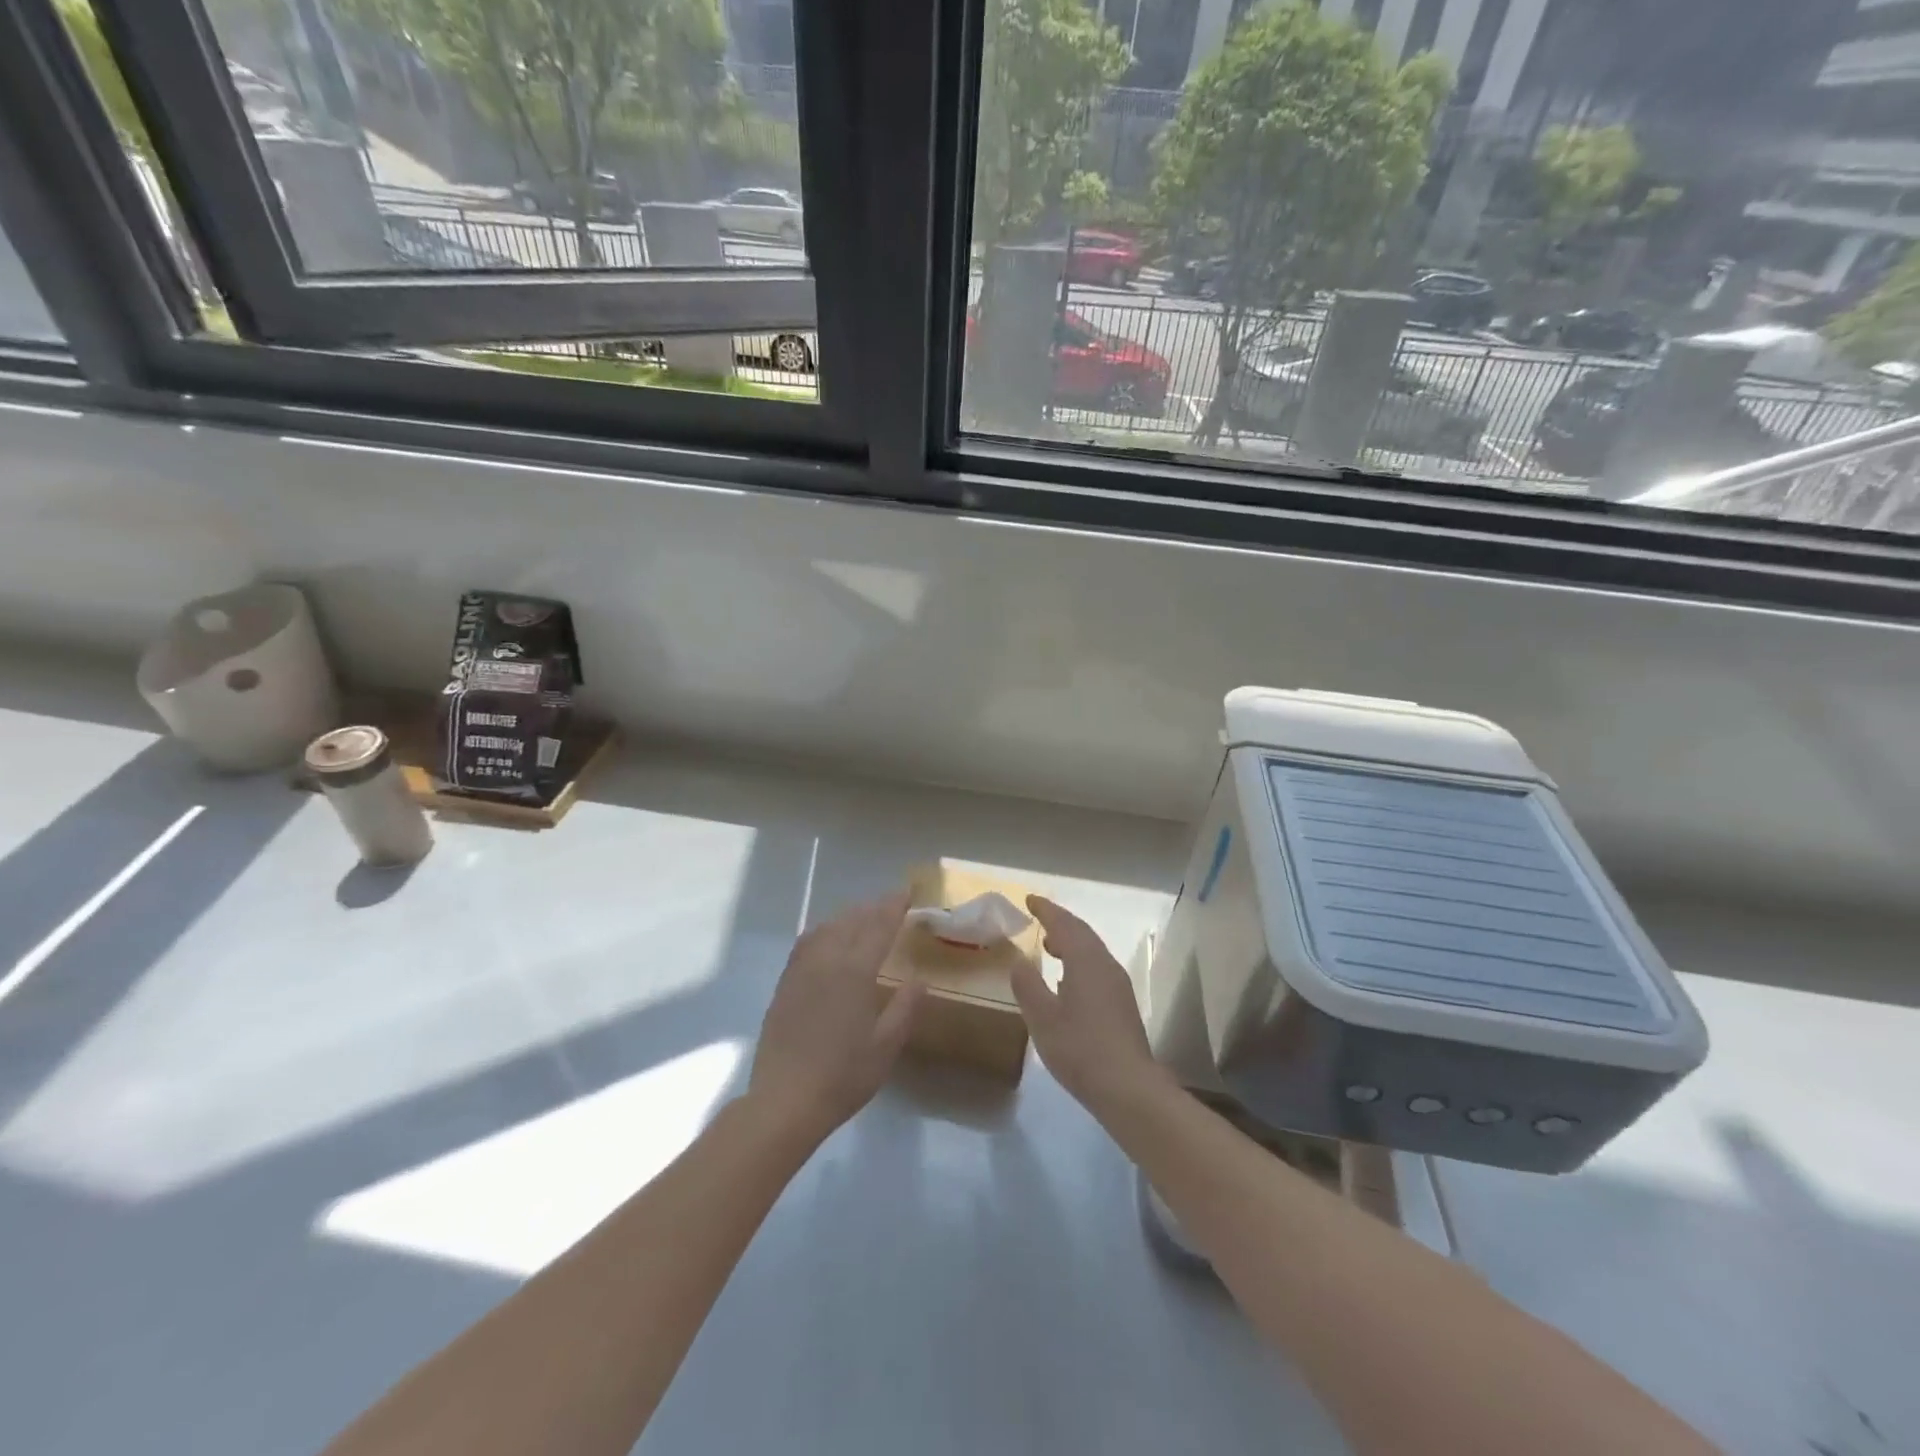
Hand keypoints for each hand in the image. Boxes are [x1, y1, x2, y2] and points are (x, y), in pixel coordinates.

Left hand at [747, 890, 922, 1146]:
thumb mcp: (885, 1047)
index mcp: (855, 972)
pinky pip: (807, 943)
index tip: (907, 891)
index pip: (879, 927)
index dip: (894, 907)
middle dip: (873, 907)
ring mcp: (801, 970)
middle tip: (891, 903)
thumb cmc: (842, 1076)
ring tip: (863, 916)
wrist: (785, 1100)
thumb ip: (904, 1008)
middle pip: (852, 921)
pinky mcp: (785, 983)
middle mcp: (826, 960)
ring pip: (827, 927)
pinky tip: (829, 938)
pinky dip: (825, 931)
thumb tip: (920, 979)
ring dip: (848, 916)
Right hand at [1011, 895, 1168, 1116]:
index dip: (1046, 910)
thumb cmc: (1079, 1048)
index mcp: (1086, 961)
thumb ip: (1027, 985)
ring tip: (1049, 946)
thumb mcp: (1042, 1017)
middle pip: (1082, 933)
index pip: (1064, 924)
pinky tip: (1067, 981)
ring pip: (1092, 951)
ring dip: (1071, 942)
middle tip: (1038, 916)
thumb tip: (1020, 960)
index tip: (1030, 900)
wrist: (1128, 1087)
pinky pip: (1097, 968)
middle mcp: (1105, 965)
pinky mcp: (1122, 1004)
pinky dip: (1079, 961)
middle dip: (1060, 922)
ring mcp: (1118, 985)